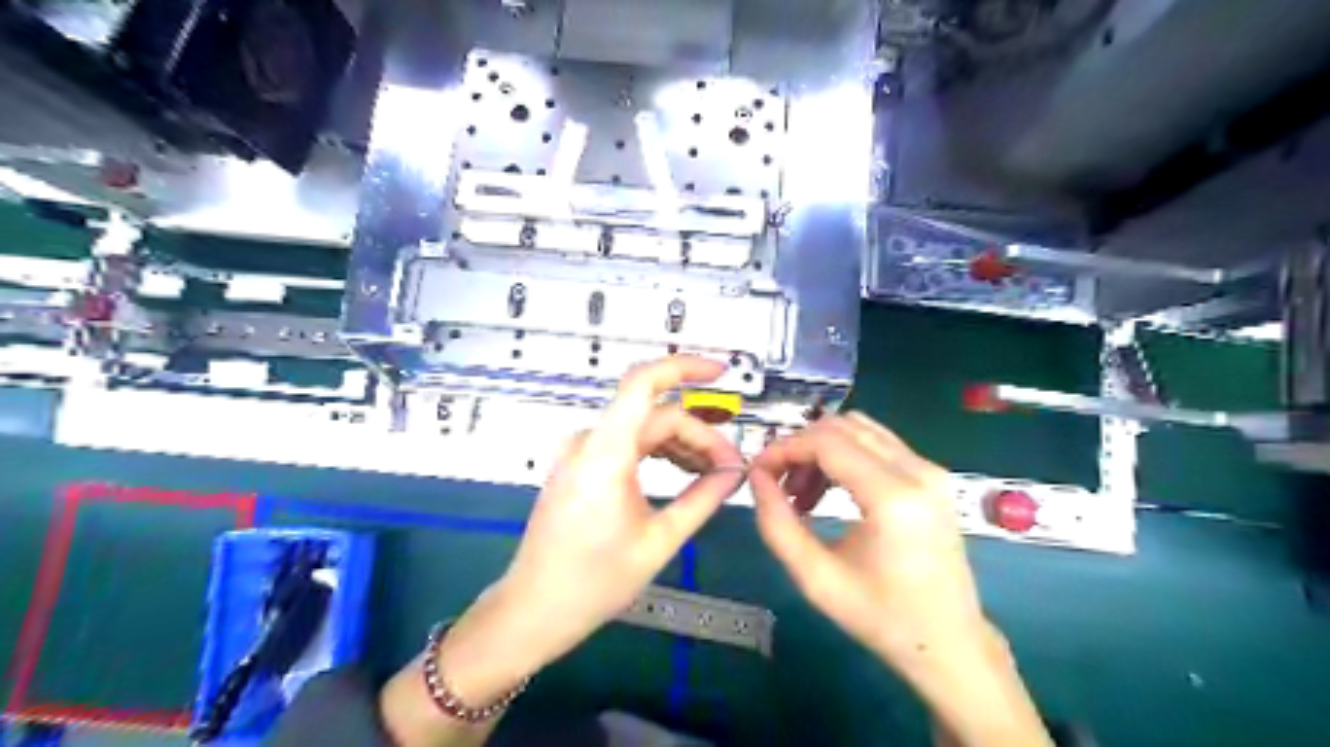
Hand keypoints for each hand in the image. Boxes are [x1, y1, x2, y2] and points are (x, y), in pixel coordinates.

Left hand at [497, 359, 745, 667]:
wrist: (535, 609)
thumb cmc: (594, 582)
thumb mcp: (659, 541)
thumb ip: (702, 498)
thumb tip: (736, 472)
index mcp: (605, 452)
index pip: (644, 382)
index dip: (685, 367)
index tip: (722, 373)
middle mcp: (588, 440)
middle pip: (655, 415)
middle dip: (699, 434)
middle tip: (732, 466)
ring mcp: (580, 452)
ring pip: (643, 429)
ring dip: (681, 444)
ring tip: (714, 472)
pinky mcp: (579, 465)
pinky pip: (626, 444)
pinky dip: (658, 452)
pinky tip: (684, 472)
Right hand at [745, 411, 985, 673]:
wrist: (949, 642)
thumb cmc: (881, 617)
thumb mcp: (816, 578)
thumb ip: (777, 524)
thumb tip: (755, 477)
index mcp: (892, 497)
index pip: (825, 441)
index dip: (783, 448)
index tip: (757, 472)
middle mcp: (917, 470)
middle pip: (842, 426)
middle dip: (800, 447)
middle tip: (778, 485)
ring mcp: (930, 469)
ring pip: (860, 429)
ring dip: (821, 449)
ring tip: (803, 493)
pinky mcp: (932, 475)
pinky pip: (877, 444)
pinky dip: (844, 454)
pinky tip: (830, 489)